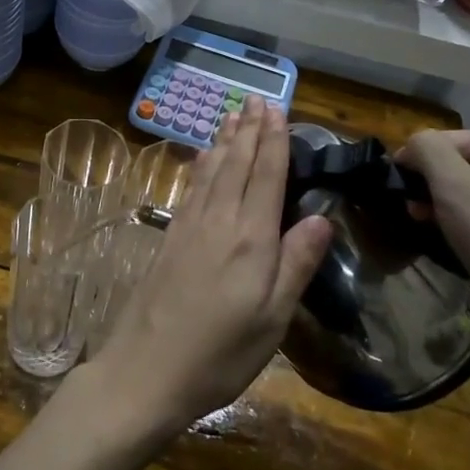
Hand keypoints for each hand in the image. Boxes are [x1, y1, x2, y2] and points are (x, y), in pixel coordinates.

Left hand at [81, 97, 332, 445]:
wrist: (146, 370)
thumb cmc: (220, 354)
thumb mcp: (272, 319)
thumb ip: (296, 264)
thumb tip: (323, 217)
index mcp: (250, 239)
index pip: (266, 176)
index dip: (273, 141)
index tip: (277, 109)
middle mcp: (218, 222)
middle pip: (237, 165)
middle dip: (249, 130)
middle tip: (256, 99)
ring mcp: (189, 227)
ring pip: (211, 171)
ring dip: (224, 141)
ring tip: (232, 114)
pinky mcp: (170, 239)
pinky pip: (192, 188)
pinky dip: (202, 166)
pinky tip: (202, 160)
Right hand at [395, 129, 469, 373]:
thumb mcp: (454, 189)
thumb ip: (428, 151)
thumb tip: (414, 144)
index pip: (442, 140)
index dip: (414, 164)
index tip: (401, 197)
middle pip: (462, 164)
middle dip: (434, 187)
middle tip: (418, 218)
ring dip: (452, 208)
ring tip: (442, 234)